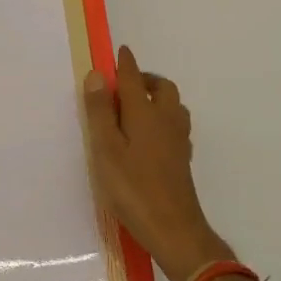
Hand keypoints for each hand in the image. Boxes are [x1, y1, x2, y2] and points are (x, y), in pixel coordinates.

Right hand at [83, 46, 234, 280]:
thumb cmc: (134, 188)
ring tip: (135, 107)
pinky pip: (175, 125)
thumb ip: (100, 112)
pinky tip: (151, 135)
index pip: (133, 79)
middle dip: (145, 79)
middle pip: (161, 88)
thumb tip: (97, 74)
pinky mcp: (183, 159)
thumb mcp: (106, 149)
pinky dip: (163, 118)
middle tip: (124, 84)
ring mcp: (178, 140)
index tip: (120, 51)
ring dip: (156, 97)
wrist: (174, 229)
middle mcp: (166, 120)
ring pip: (172, 105)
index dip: (125, 64)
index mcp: (145, 113)